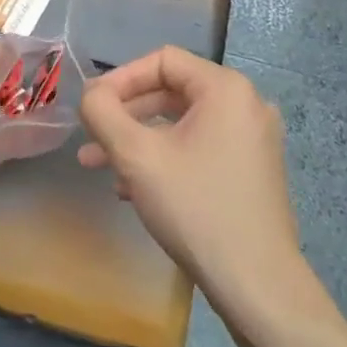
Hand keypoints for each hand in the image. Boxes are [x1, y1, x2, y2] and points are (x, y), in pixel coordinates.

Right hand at [79, 47, 316, 328]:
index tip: (91, 107)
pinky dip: (164, 158)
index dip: (120, 79)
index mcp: (226, 89)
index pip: (162, 61)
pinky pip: (199, 147)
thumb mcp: (136, 155)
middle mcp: (246, 105)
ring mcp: (253, 140)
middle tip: (89, 137)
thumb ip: (103, 113)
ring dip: (137, 140)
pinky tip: (132, 188)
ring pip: (181, 124)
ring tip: (99, 166)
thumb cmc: (195, 208)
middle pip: (171, 91)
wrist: (257, 286)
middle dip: (124, 114)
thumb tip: (91, 95)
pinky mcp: (252, 171)